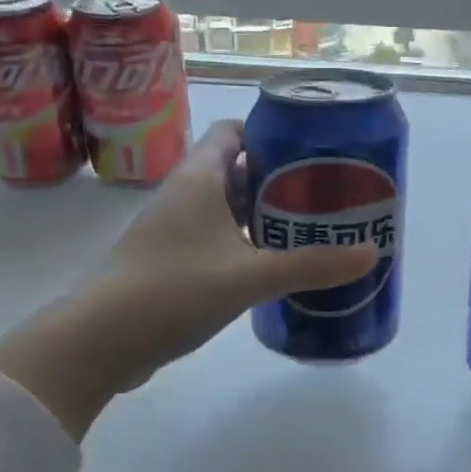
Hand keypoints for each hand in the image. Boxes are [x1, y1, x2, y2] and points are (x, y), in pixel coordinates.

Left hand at [0, 120, 374, 437]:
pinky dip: (238, 244)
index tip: (308, 148)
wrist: (100, 341)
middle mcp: (181, 195)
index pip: (232, 131)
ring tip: (303, 229)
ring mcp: (169, 230)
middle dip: (274, 179)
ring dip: (257, 215)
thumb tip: (371, 254)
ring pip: (220, 207)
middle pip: (232, 169)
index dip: (269, 133)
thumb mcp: (250, 276)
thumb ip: (310, 265)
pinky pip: (209, 238)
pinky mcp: (165, 261)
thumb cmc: (175, 289)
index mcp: (198, 178)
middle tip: (318, 193)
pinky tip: (265, 267)